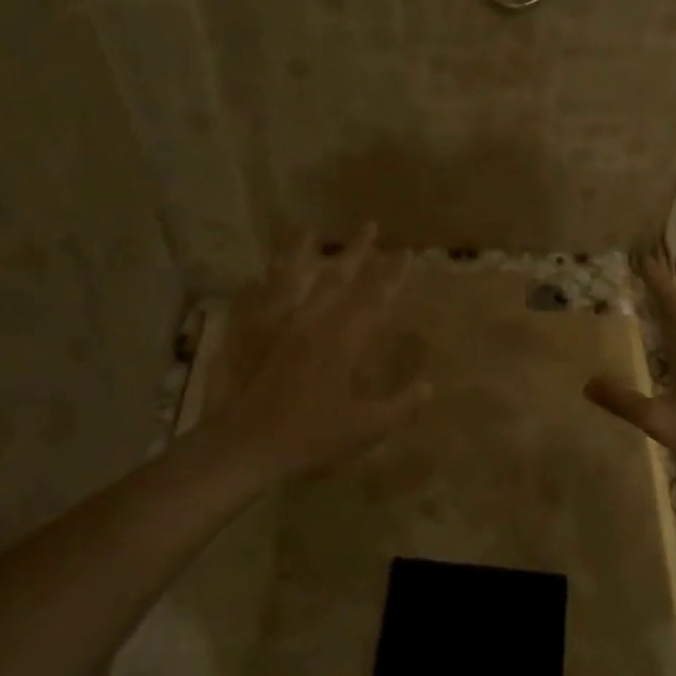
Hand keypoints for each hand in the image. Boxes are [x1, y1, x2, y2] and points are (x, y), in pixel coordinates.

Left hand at [203, 223, 429, 491]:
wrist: (246, 449)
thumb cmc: (311, 439)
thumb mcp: (366, 429)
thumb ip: (401, 406)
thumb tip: (429, 387)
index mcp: (343, 341)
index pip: (375, 298)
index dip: (392, 275)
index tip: (406, 252)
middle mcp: (312, 324)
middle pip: (337, 278)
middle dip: (356, 251)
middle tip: (369, 226)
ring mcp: (278, 328)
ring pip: (293, 279)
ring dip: (302, 253)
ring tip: (307, 230)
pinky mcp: (251, 339)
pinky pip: (256, 301)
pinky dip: (260, 285)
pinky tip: (257, 275)